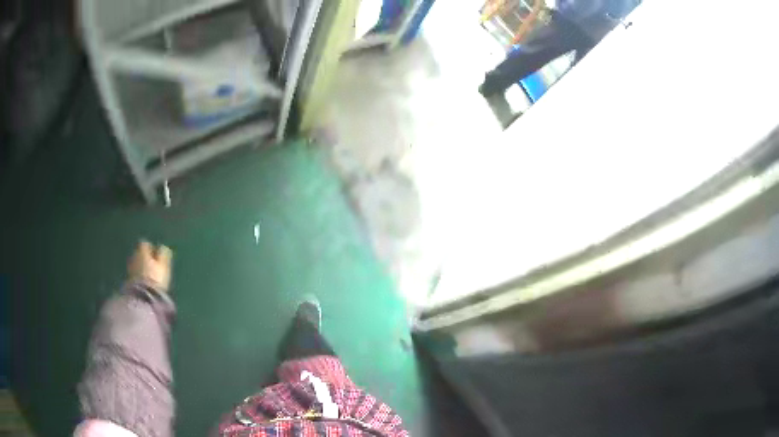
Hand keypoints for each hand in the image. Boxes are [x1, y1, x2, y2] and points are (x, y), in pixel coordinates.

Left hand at [128, 240, 172, 292]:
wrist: (143, 295)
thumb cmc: (155, 278)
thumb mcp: (163, 266)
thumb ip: (163, 255)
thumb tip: (164, 247)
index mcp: (142, 251)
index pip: (145, 244)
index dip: (151, 248)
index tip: (157, 256)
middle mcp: (134, 256)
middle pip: (139, 253)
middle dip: (145, 257)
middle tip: (153, 266)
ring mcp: (130, 267)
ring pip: (136, 263)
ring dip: (141, 266)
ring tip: (149, 275)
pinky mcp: (128, 278)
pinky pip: (134, 273)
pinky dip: (138, 275)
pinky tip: (144, 282)